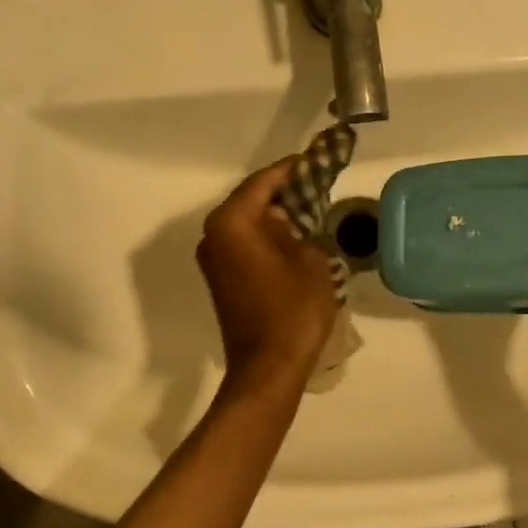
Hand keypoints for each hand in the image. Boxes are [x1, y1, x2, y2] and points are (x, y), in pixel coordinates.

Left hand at [197, 160, 338, 393]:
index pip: (263, 183)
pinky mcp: (220, 280)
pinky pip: (244, 246)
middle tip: (315, 184)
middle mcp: (213, 235)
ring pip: (246, 225)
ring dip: (274, 217)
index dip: (291, 170)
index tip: (314, 159)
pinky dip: (265, 238)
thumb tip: (287, 224)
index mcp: (232, 223)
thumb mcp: (310, 259)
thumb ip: (299, 229)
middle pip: (250, 201)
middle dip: (282, 193)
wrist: (268, 367)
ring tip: (308, 210)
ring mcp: (213, 260)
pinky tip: (292, 240)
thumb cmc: (293, 309)